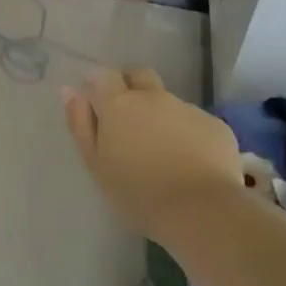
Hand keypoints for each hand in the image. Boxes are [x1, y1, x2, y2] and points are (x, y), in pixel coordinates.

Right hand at [62, 68, 243, 236]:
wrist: (200, 210)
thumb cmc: (137, 193)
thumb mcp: (96, 164)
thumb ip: (80, 124)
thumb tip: (70, 91)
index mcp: (119, 105)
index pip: (103, 75)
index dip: (98, 84)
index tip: (96, 103)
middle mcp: (153, 97)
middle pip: (139, 75)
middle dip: (130, 86)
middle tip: (127, 118)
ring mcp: (187, 109)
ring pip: (168, 102)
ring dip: (160, 115)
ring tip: (161, 151)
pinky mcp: (215, 125)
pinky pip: (194, 122)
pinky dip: (187, 134)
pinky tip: (189, 162)